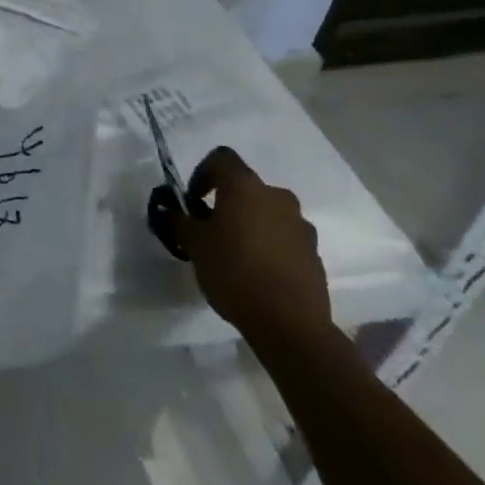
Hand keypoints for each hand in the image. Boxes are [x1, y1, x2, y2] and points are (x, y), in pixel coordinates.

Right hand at [172, 147, 333, 347]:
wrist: (290, 325)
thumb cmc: (234, 272)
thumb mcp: (194, 245)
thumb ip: (179, 221)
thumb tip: (168, 210)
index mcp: (245, 186)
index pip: (221, 158)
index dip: (203, 173)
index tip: (193, 200)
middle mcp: (277, 197)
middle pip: (247, 188)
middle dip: (229, 204)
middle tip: (213, 231)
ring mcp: (301, 226)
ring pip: (269, 214)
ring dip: (253, 225)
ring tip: (238, 256)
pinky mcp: (315, 255)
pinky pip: (286, 240)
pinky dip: (272, 248)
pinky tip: (260, 275)